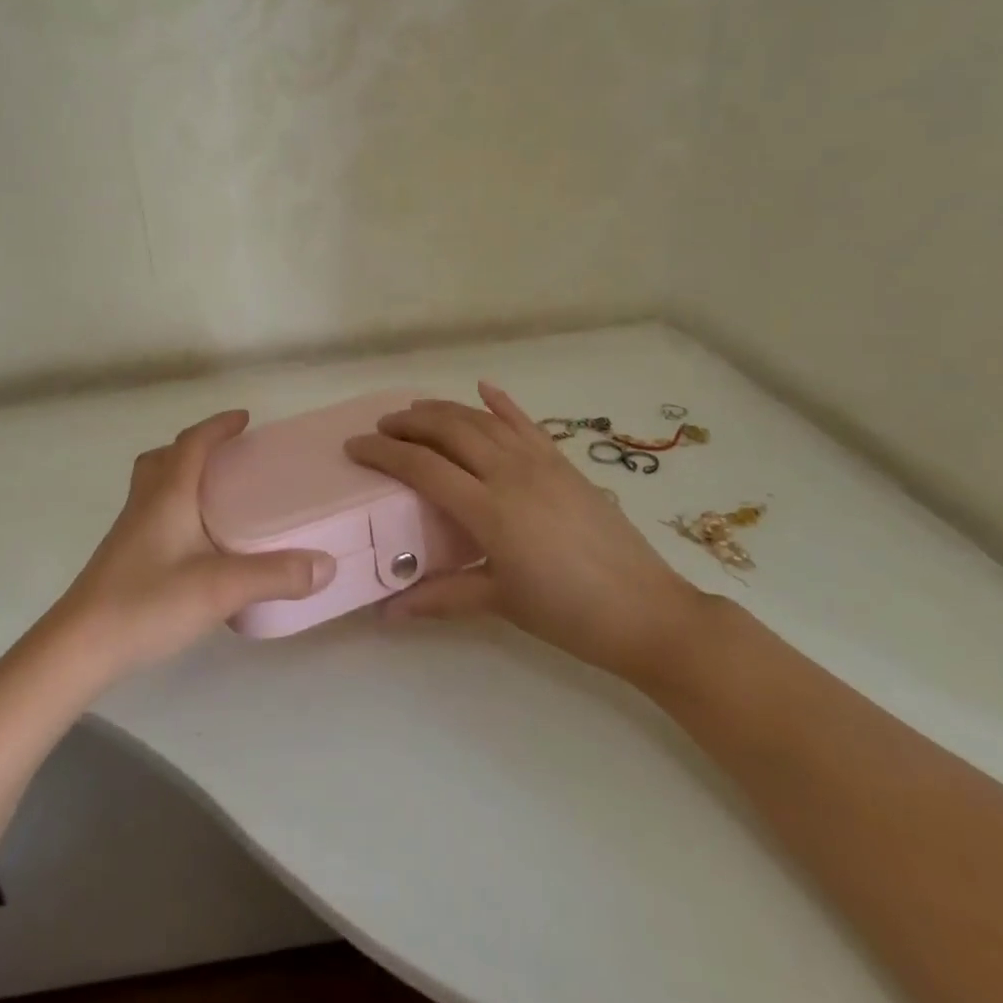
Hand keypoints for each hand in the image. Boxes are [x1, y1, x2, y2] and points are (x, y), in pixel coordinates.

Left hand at [49, 410, 337, 677]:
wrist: (79, 648)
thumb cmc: (148, 603)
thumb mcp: (222, 588)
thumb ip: (275, 575)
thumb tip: (326, 565)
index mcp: (168, 495)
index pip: (192, 443)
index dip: (218, 425)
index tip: (244, 419)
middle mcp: (145, 505)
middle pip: (163, 458)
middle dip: (194, 448)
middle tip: (226, 458)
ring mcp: (128, 532)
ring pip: (153, 487)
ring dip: (181, 478)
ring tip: (215, 498)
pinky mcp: (122, 559)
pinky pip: (151, 515)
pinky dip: (174, 511)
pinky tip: (195, 546)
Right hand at [346, 383, 706, 683]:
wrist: (647, 611)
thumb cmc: (568, 614)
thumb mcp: (500, 603)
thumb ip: (440, 598)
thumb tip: (385, 613)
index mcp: (489, 509)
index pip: (422, 468)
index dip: (384, 454)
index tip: (355, 447)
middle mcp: (510, 473)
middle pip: (448, 430)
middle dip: (409, 423)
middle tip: (381, 427)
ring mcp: (541, 463)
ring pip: (482, 420)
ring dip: (445, 409)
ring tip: (416, 410)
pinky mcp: (564, 463)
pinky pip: (527, 423)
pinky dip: (503, 403)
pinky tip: (484, 388)